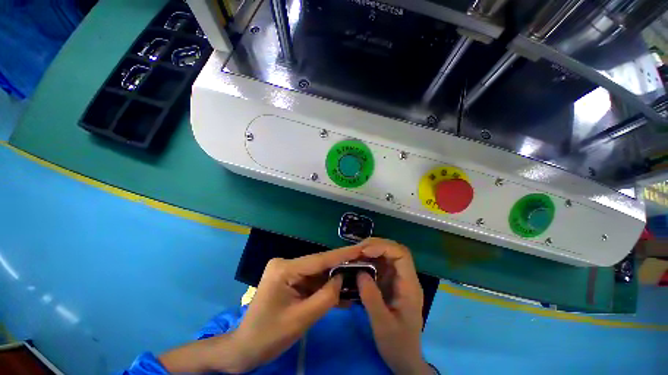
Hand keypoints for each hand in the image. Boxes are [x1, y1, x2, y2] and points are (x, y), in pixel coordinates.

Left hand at [229, 244, 362, 371]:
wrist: (245, 348)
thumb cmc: (269, 336)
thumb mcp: (302, 319)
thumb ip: (326, 296)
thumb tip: (342, 278)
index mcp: (284, 269)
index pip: (319, 259)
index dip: (342, 254)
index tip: (360, 249)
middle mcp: (286, 263)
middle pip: (319, 264)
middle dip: (341, 266)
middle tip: (362, 263)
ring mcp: (288, 270)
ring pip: (318, 272)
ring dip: (335, 278)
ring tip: (356, 277)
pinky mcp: (291, 279)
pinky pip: (312, 280)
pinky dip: (325, 287)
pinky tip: (341, 290)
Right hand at [357, 238, 431, 374]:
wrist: (404, 358)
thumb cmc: (397, 344)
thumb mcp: (383, 325)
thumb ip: (371, 298)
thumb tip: (359, 272)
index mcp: (409, 285)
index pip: (402, 255)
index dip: (383, 247)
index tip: (364, 252)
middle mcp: (405, 277)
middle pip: (394, 250)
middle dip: (375, 245)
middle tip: (356, 250)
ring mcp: (397, 278)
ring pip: (386, 254)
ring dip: (371, 250)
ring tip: (355, 254)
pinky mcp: (390, 282)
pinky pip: (380, 264)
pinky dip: (368, 259)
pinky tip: (358, 262)